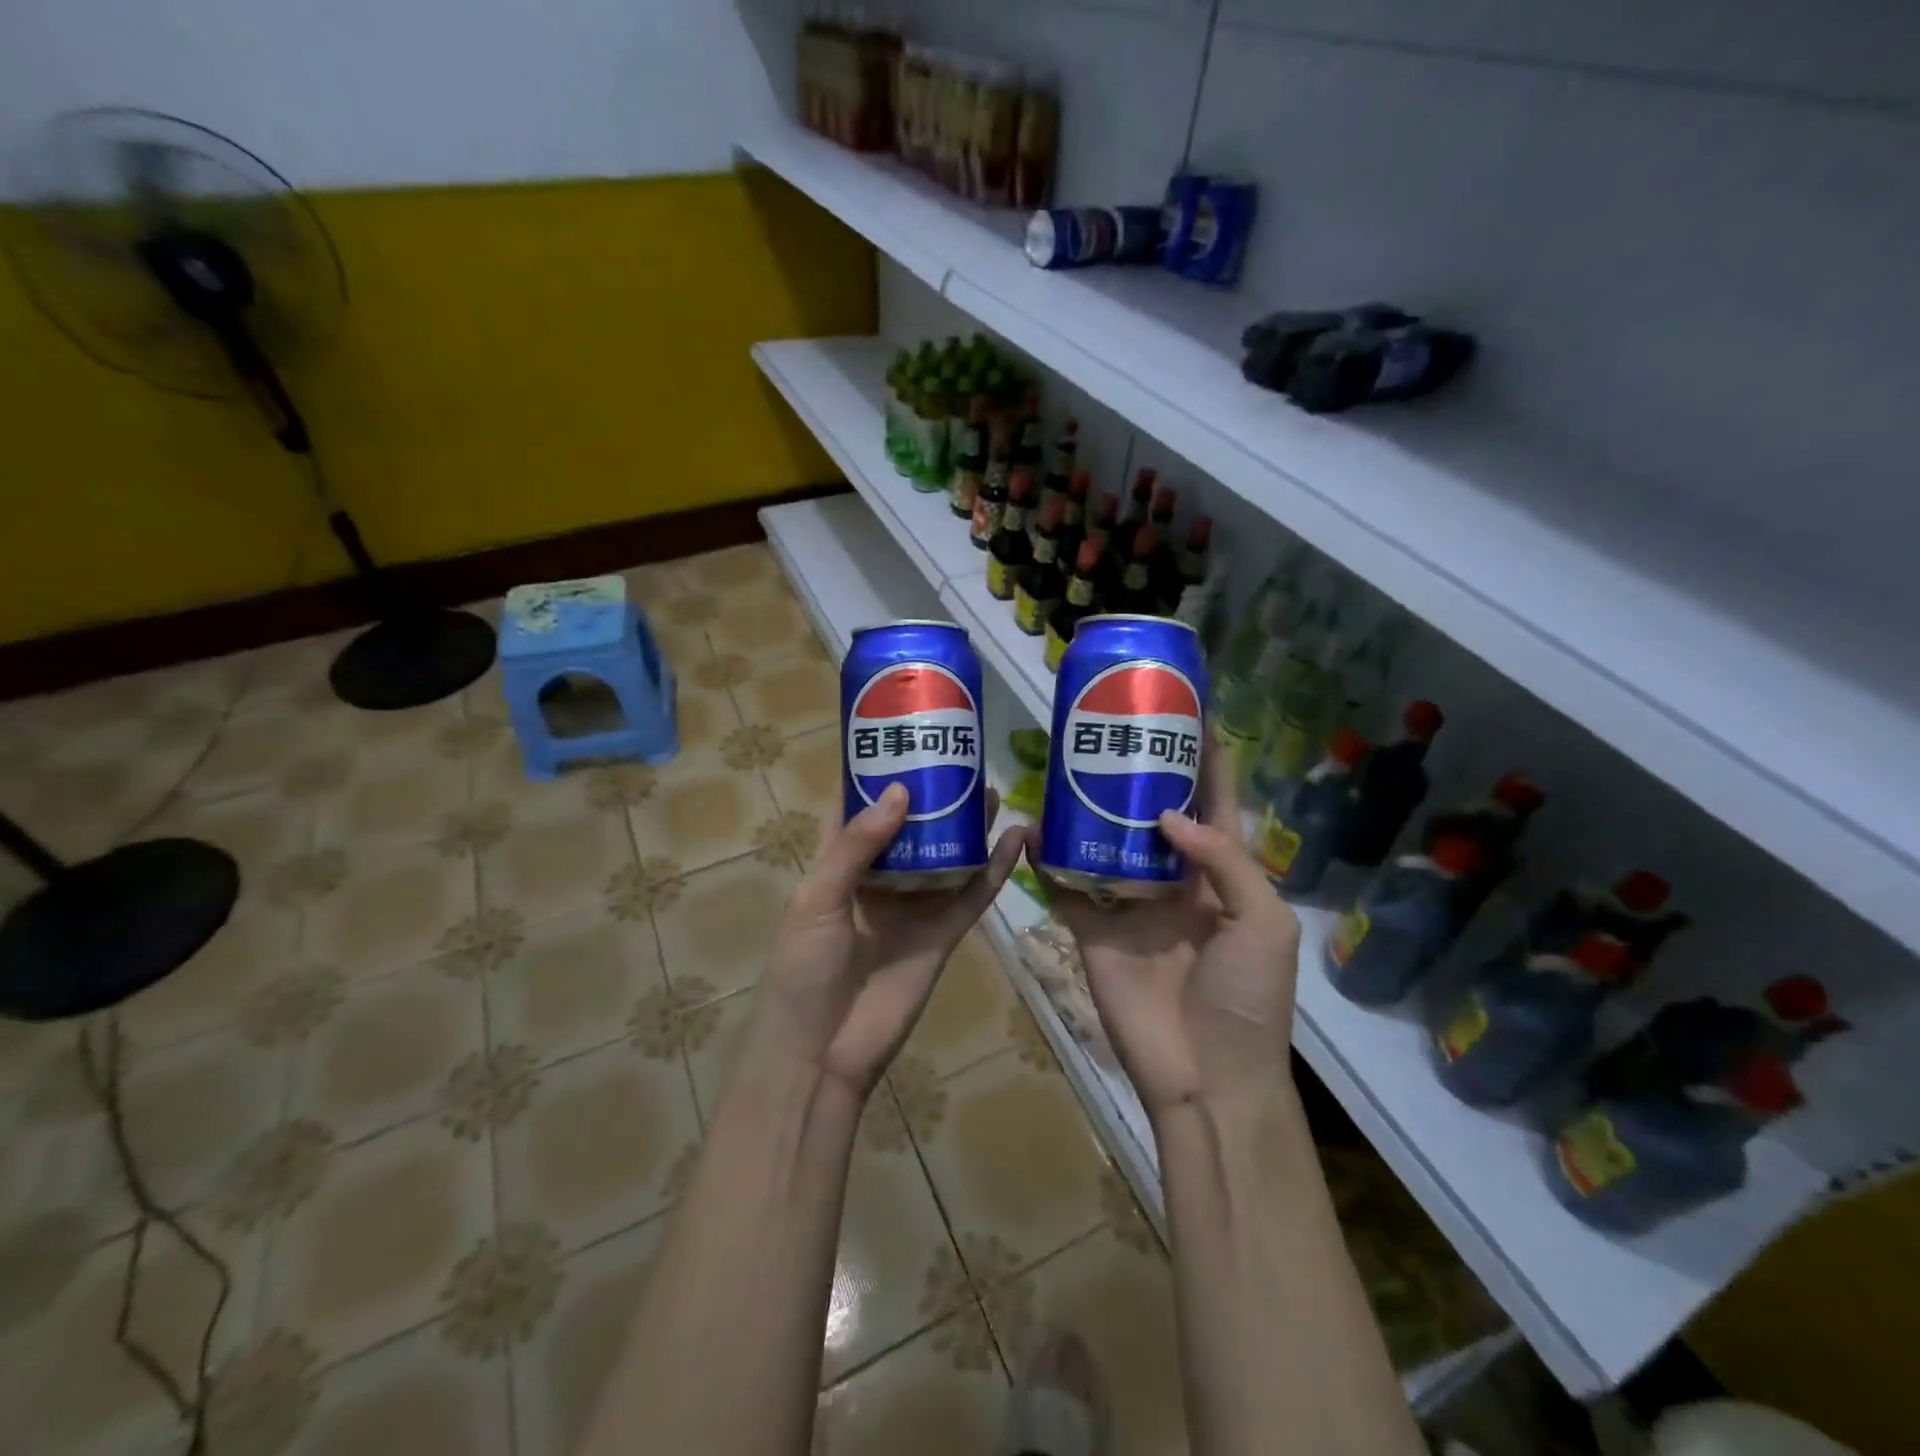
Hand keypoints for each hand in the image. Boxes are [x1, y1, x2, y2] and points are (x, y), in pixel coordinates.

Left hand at [750, 784, 1024, 1098]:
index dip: (874, 774)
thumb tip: (901, 791)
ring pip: (947, 855)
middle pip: (910, 828)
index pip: (857, 809)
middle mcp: (879, 879)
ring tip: (990, 787)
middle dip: (930, 795)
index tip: (899, 735)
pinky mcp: (943, 934)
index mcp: (838, 865)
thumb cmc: (804, 968)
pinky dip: (996, 869)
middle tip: (958, 758)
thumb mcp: (819, 898)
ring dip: (967, 825)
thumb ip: (858, 845)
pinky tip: (1015, 839)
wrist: (822, 1052)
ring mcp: (914, 906)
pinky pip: (973, 895)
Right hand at [1027, 751, 1300, 1121]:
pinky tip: (1031, 827)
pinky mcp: (1092, 928)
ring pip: (1104, 842)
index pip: (1212, 805)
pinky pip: (1064, 887)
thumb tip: (1167, 815)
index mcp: (1221, 875)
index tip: (1186, 715)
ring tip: (1067, 765)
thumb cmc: (1248, 998)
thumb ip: (1225, 860)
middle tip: (1111, 730)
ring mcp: (1128, 903)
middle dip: (1137, 775)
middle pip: (1151, 815)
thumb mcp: (1263, 923)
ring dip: (1088, 809)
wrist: (1206, 1077)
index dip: (1204, 762)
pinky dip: (1046, 860)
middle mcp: (1172, 879)